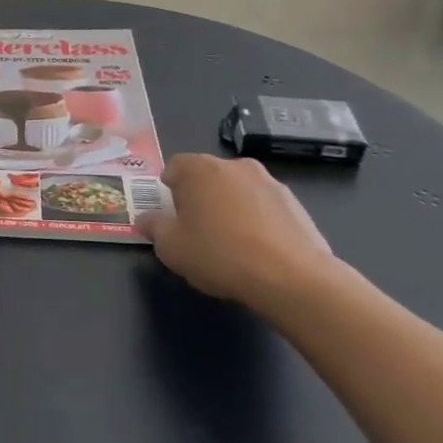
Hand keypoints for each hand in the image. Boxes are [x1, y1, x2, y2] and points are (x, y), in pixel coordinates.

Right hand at [137, 153, 339, 306]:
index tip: (171, 214)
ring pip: (238, 190)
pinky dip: (258, 220)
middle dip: (200, 196)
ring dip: (230, 206)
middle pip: (208, 175)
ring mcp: (269, 182)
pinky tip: (258, 250)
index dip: (169, 188)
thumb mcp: (171, 247)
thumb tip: (146, 219)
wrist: (291, 277)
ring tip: (231, 243)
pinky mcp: (296, 204)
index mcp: (199, 168)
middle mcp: (234, 165)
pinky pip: (265, 206)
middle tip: (197, 228)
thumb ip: (154, 227)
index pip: (174, 166)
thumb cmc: (219, 254)